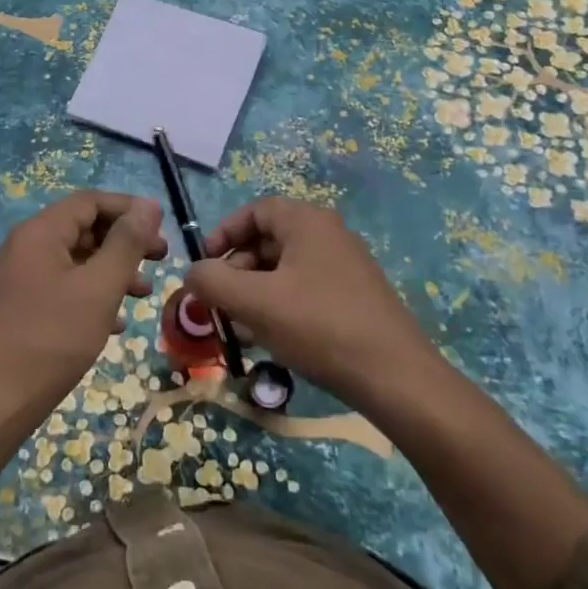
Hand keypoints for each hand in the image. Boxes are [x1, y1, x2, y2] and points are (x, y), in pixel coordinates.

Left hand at [0, 191, 166, 434]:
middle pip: (82, 228)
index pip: (90, 201)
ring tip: (143, 292)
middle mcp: (24, 247)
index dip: (129, 208)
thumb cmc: (51, 340)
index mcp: (39, 233)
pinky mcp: (16, 308)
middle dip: (123, 241)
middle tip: (160, 259)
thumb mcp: (99, 288)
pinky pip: (60, 287)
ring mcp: (17, 278)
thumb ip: (126, 243)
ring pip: (73, 260)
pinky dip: (90, 294)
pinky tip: (114, 322)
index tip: (162, 228)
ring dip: (111, 270)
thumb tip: (148, 205)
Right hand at [185, 197, 434, 412]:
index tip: (205, 264)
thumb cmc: (319, 326)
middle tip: (221, 302)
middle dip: (238, 269)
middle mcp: (329, 234)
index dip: (224, 233)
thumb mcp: (254, 302)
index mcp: (307, 222)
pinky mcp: (356, 297)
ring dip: (256, 291)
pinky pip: (306, 289)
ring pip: (286, 269)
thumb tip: (192, 273)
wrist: (395, 378)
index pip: (256, 211)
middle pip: (269, 239)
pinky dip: (281, 306)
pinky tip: (272, 339)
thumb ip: (212, 281)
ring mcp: (346, 266)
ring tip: (242, 326)